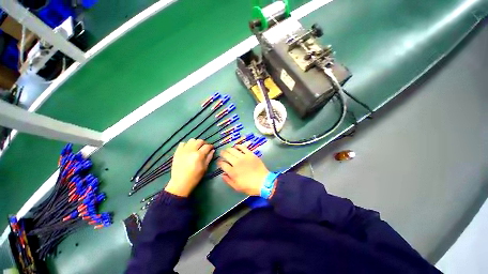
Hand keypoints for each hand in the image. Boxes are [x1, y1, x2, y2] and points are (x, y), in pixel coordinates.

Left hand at [165, 139, 213, 196]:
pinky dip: (187, 144)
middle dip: (204, 143)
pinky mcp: (177, 152)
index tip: (212, 148)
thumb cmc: (195, 177)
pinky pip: (182, 143)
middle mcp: (191, 150)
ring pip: (191, 140)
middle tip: (205, 148)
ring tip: (197, 148)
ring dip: (196, 143)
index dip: (211, 146)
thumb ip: (209, 157)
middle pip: (199, 141)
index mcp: (199, 155)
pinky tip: (188, 149)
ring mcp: (183, 150)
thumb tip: (212, 150)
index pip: (207, 146)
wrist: (180, 183)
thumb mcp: (205, 168)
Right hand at [218, 145, 268, 195]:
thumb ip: (228, 181)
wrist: (263, 181)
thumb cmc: (250, 186)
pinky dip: (238, 146)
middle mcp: (236, 163)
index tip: (219, 162)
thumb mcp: (237, 187)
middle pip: (227, 155)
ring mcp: (243, 157)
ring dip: (228, 149)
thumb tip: (222, 174)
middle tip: (221, 152)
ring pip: (233, 150)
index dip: (219, 162)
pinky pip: (243, 148)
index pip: (223, 164)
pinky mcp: (250, 154)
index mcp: (232, 172)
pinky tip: (236, 146)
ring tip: (227, 149)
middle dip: (222, 153)